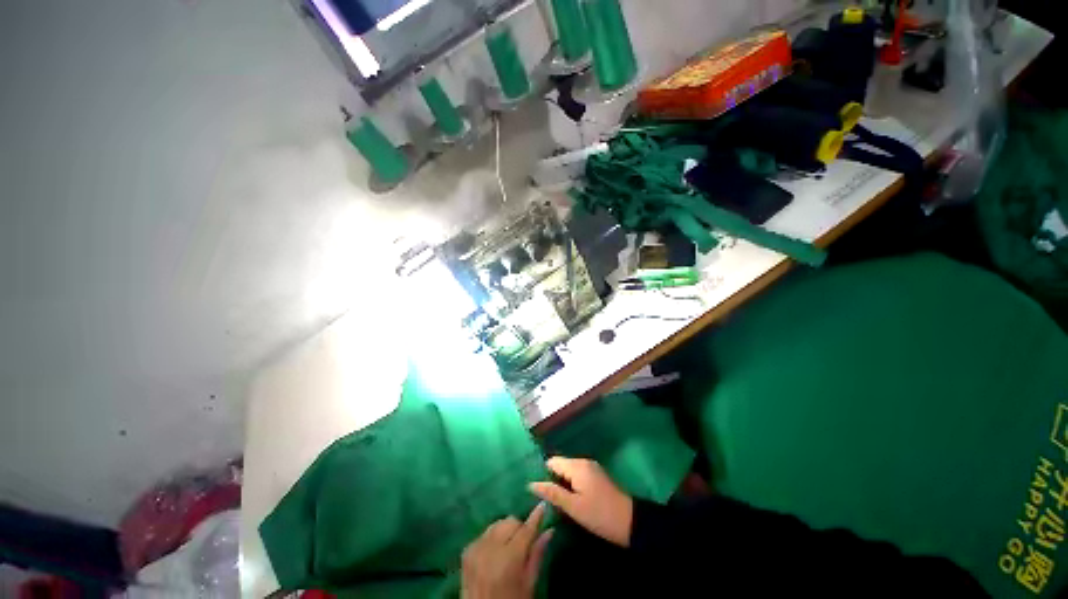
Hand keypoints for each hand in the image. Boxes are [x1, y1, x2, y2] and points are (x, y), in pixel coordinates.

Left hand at [461, 502, 552, 598]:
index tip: (543, 505)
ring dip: (505, 531)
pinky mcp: (466, 551)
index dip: (535, 516)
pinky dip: (492, 538)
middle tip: (523, 543)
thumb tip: (550, 530)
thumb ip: (537, 555)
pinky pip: (484, 533)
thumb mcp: (529, 584)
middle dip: (519, 528)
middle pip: (510, 521)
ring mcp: (476, 548)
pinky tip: (495, 552)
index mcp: (509, 559)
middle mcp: (491, 549)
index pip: (525, 529)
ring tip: (508, 547)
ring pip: (497, 524)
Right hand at [528, 457, 632, 547]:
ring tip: (554, 501)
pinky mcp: (597, 477)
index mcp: (577, 466)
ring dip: (562, 483)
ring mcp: (592, 469)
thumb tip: (531, 484)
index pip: (553, 462)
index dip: (543, 474)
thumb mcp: (573, 507)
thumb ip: (552, 493)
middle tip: (544, 499)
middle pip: (561, 465)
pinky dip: (571, 485)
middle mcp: (584, 462)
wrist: (631, 522)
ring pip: (569, 471)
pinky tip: (569, 499)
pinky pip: (578, 475)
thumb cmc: (599, 515)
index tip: (537, 491)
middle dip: (552, 479)